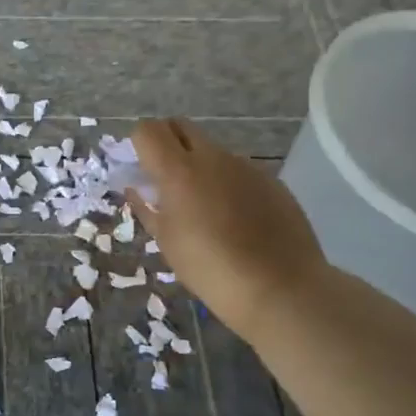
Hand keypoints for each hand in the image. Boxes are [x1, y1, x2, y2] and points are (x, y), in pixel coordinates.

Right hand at [127, 118, 331, 338]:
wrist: (279, 288)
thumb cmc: (210, 268)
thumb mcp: (167, 242)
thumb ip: (147, 208)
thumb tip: (136, 189)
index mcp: (178, 171)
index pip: (148, 130)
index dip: (140, 144)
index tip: (142, 169)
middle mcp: (212, 158)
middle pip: (181, 127)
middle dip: (167, 143)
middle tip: (166, 179)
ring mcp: (246, 166)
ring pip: (212, 151)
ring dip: (200, 167)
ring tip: (207, 209)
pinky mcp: (271, 180)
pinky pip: (239, 171)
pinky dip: (228, 184)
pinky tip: (238, 220)